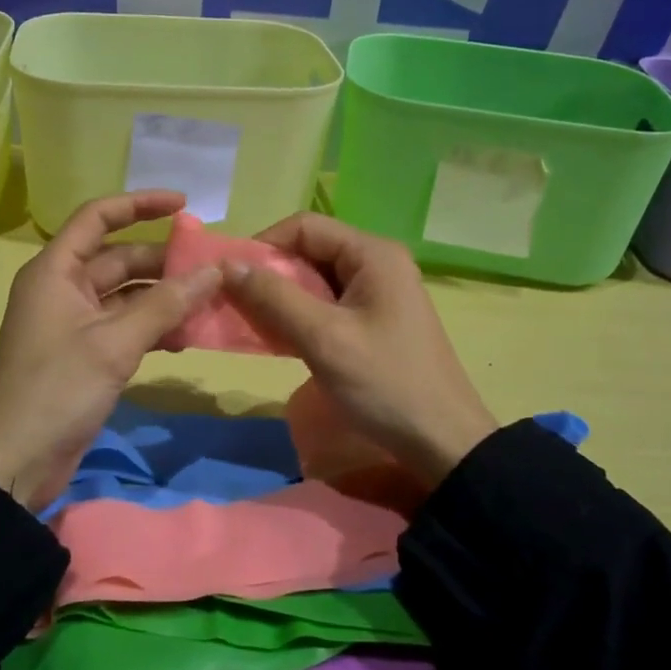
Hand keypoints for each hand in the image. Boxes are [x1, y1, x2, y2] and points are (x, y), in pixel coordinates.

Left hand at [0, 191, 220, 509]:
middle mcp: (63, 289)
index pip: (98, 217)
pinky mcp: (85, 355)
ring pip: (127, 296)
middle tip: (213, 268)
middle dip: (164, 262)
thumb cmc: (57, 390)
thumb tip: (213, 271)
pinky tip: (186, 339)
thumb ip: (166, 304)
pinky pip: (125, 327)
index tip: (184, 204)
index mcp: (55, 271)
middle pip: (119, 258)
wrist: (13, 463)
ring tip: (209, 305)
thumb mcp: (114, 343)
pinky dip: (153, 328)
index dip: (140, 204)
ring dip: (165, 299)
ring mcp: (74, 324)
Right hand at [222, 213, 497, 488]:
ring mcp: (378, 292)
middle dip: (270, 275)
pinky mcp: (374, 320)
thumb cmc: (384, 383)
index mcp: (372, 254)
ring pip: (315, 280)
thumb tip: (227, 264)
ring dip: (281, 298)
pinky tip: (280, 339)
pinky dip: (299, 316)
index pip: (304, 227)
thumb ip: (274, 297)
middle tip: (236, 305)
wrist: (443, 442)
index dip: (263, 246)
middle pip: (309, 250)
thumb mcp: (324, 338)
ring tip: (252, 325)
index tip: (231, 279)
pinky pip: (327, 304)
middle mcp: (377, 263)